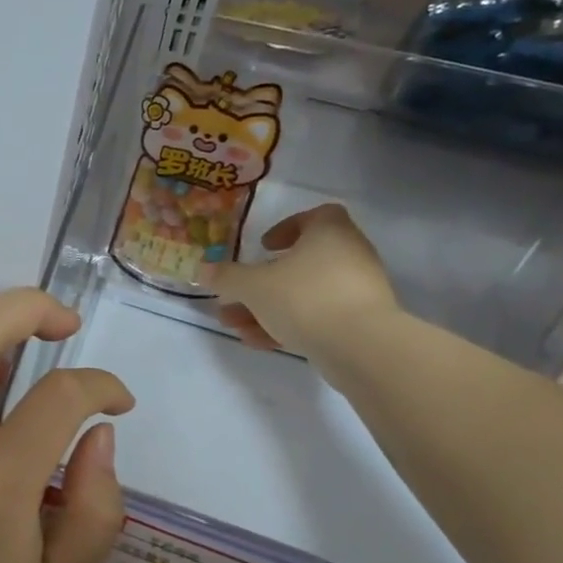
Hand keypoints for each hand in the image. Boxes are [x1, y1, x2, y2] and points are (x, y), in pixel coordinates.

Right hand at [201, 204, 399, 361]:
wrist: (360, 346)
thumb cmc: (305, 298)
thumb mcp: (254, 286)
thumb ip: (227, 277)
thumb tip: (202, 269)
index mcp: (330, 233)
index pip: (315, 216)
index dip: (287, 227)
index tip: (264, 246)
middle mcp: (349, 255)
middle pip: (301, 262)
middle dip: (263, 281)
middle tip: (236, 294)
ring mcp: (356, 291)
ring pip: (304, 294)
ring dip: (268, 307)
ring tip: (234, 324)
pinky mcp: (359, 323)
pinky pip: (317, 317)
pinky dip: (288, 325)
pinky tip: (257, 342)